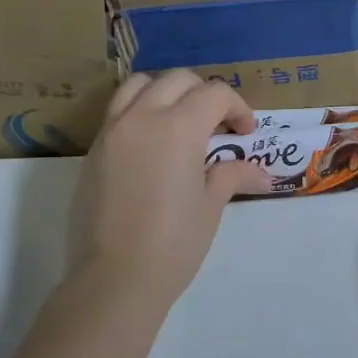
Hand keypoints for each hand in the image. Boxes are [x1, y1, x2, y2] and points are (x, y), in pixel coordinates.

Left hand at [69, 71, 270, 308]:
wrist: (115, 277)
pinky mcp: (94, 150)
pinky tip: (153, 144)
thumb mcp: (210, 206)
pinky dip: (140, 110)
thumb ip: (232, 175)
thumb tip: (263, 174)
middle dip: (205, 95)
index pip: (215, 94)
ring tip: (180, 121)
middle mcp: (142, 117)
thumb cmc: (174, 243)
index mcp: (178, 127)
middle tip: (218, 126)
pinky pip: (118, 110)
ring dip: (167, 92)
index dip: (237, 108)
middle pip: (178, 80)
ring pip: (140, 85)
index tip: (245, 134)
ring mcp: (112, 131)